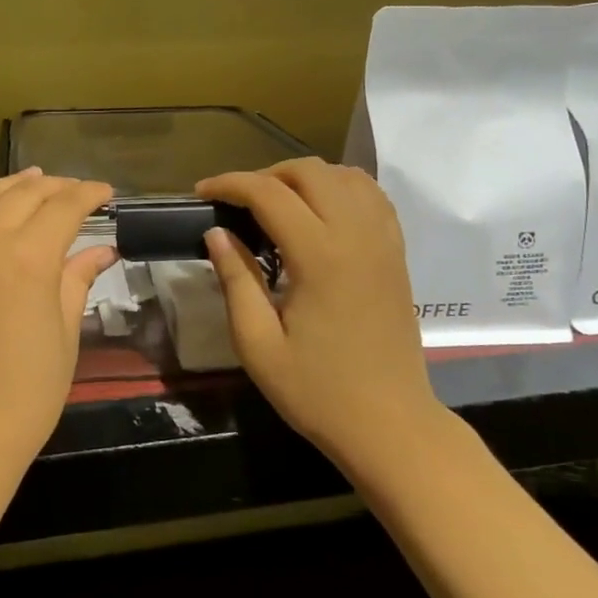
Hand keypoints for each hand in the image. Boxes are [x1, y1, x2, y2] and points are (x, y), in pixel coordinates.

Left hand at [0, 169, 117, 463]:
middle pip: (24, 196)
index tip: (105, 193)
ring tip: (33, 184)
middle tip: (75, 193)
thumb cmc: (26, 396)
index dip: (88, 194)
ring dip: (10, 186)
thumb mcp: (65, 336)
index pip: (64, 208)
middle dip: (56, 188)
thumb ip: (78, 281)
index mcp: (28, 260)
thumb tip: (101, 250)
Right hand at [196, 157, 435, 464]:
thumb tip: (216, 234)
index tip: (201, 193)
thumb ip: (236, 281)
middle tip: (236, 203)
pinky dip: (340, 188)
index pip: (269, 193)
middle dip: (265, 175)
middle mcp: (357, 236)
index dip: (230, 184)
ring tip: (275, 204)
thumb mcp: (258, 345)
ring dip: (304, 178)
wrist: (390, 425)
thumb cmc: (317, 392)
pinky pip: (371, 197)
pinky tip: (319, 212)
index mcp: (320, 257)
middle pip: (310, 172)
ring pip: (344, 176)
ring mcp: (384, 242)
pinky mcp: (397, 254)